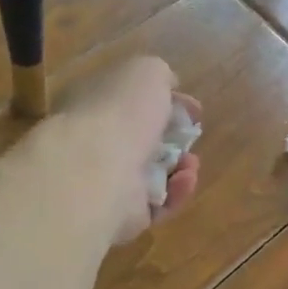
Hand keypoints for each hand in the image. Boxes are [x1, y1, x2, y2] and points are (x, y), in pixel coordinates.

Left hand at [47, 56, 200, 244]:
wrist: (95, 169)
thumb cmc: (120, 112)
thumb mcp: (146, 72)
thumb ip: (160, 75)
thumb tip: (168, 86)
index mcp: (95, 104)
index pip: (129, 103)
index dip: (163, 103)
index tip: (192, 108)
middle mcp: (97, 143)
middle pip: (143, 141)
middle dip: (174, 138)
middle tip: (192, 136)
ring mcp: (107, 182)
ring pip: (154, 175)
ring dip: (181, 167)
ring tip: (191, 163)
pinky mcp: (122, 216)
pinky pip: (158, 205)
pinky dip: (176, 193)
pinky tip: (184, 180)